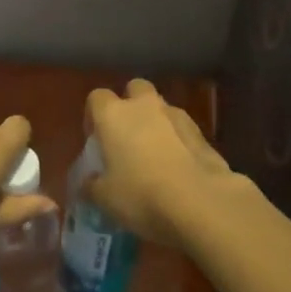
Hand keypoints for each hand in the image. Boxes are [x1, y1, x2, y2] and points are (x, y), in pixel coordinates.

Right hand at [84, 79, 233, 247]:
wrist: (200, 202)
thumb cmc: (141, 195)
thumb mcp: (105, 199)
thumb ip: (92, 185)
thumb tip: (89, 181)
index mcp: (113, 114)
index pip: (96, 98)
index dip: (94, 116)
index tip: (96, 140)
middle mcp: (144, 106)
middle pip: (134, 89)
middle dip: (130, 106)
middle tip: (127, 137)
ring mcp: (176, 115)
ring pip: (161, 107)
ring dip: (156, 122)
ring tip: (154, 156)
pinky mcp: (201, 133)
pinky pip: (181, 129)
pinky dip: (178, 140)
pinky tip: (177, 167)